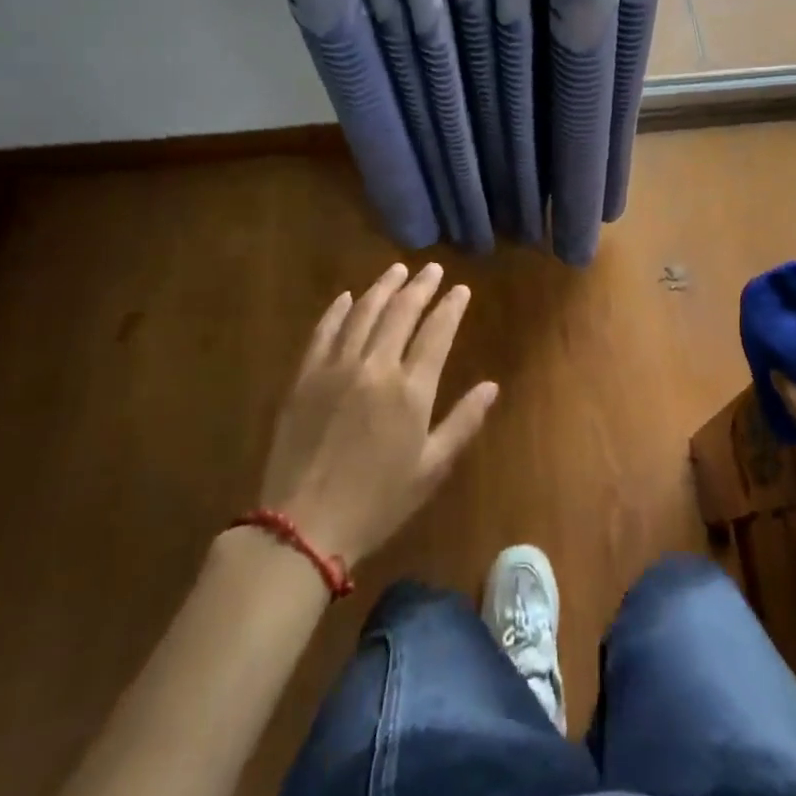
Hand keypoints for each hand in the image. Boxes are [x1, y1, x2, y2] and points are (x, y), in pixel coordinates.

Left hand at [255, 263, 496, 566]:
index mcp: (410, 390)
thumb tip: (492, 386)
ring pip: (363, 313)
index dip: (451, 307)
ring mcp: (336, 368)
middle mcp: (375, 367)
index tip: (461, 289)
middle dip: (420, 286)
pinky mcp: (305, 377)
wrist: (304, 527)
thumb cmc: (377, 502)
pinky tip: (347, 297)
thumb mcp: (431, 469)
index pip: (436, 332)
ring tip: (397, 270)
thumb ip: (463, 422)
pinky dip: (337, 310)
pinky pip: (324, 332)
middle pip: (401, 313)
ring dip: (383, 287)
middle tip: (432, 269)